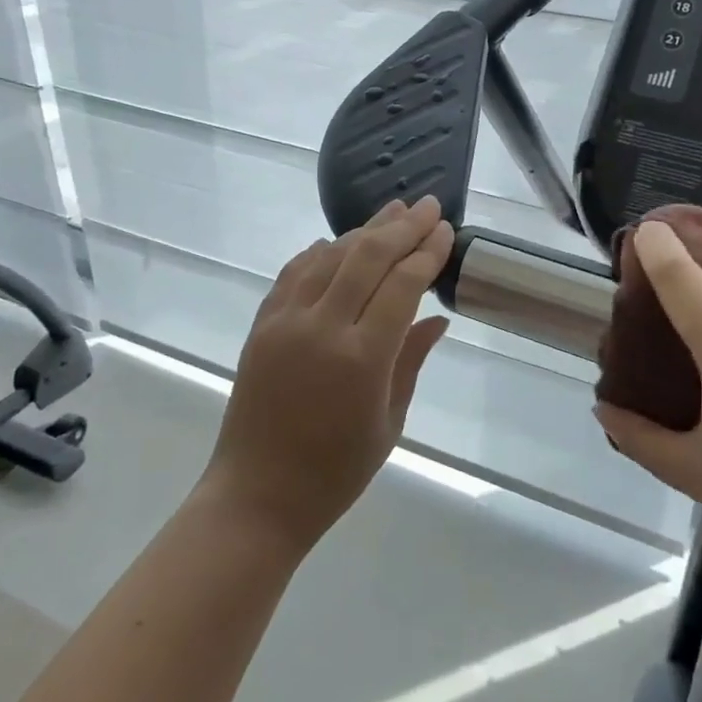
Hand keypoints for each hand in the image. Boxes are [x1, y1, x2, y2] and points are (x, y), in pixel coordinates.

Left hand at [203, 196, 454, 553]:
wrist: (256, 496)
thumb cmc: (334, 472)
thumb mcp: (389, 421)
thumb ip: (412, 360)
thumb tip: (437, 316)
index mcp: (362, 358)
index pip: (402, 284)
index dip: (426, 252)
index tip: (445, 230)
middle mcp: (322, 328)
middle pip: (367, 257)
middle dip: (402, 227)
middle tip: (428, 206)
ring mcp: (285, 322)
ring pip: (330, 256)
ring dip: (364, 230)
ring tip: (392, 212)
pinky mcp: (261, 325)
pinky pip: (294, 273)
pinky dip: (320, 252)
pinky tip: (337, 242)